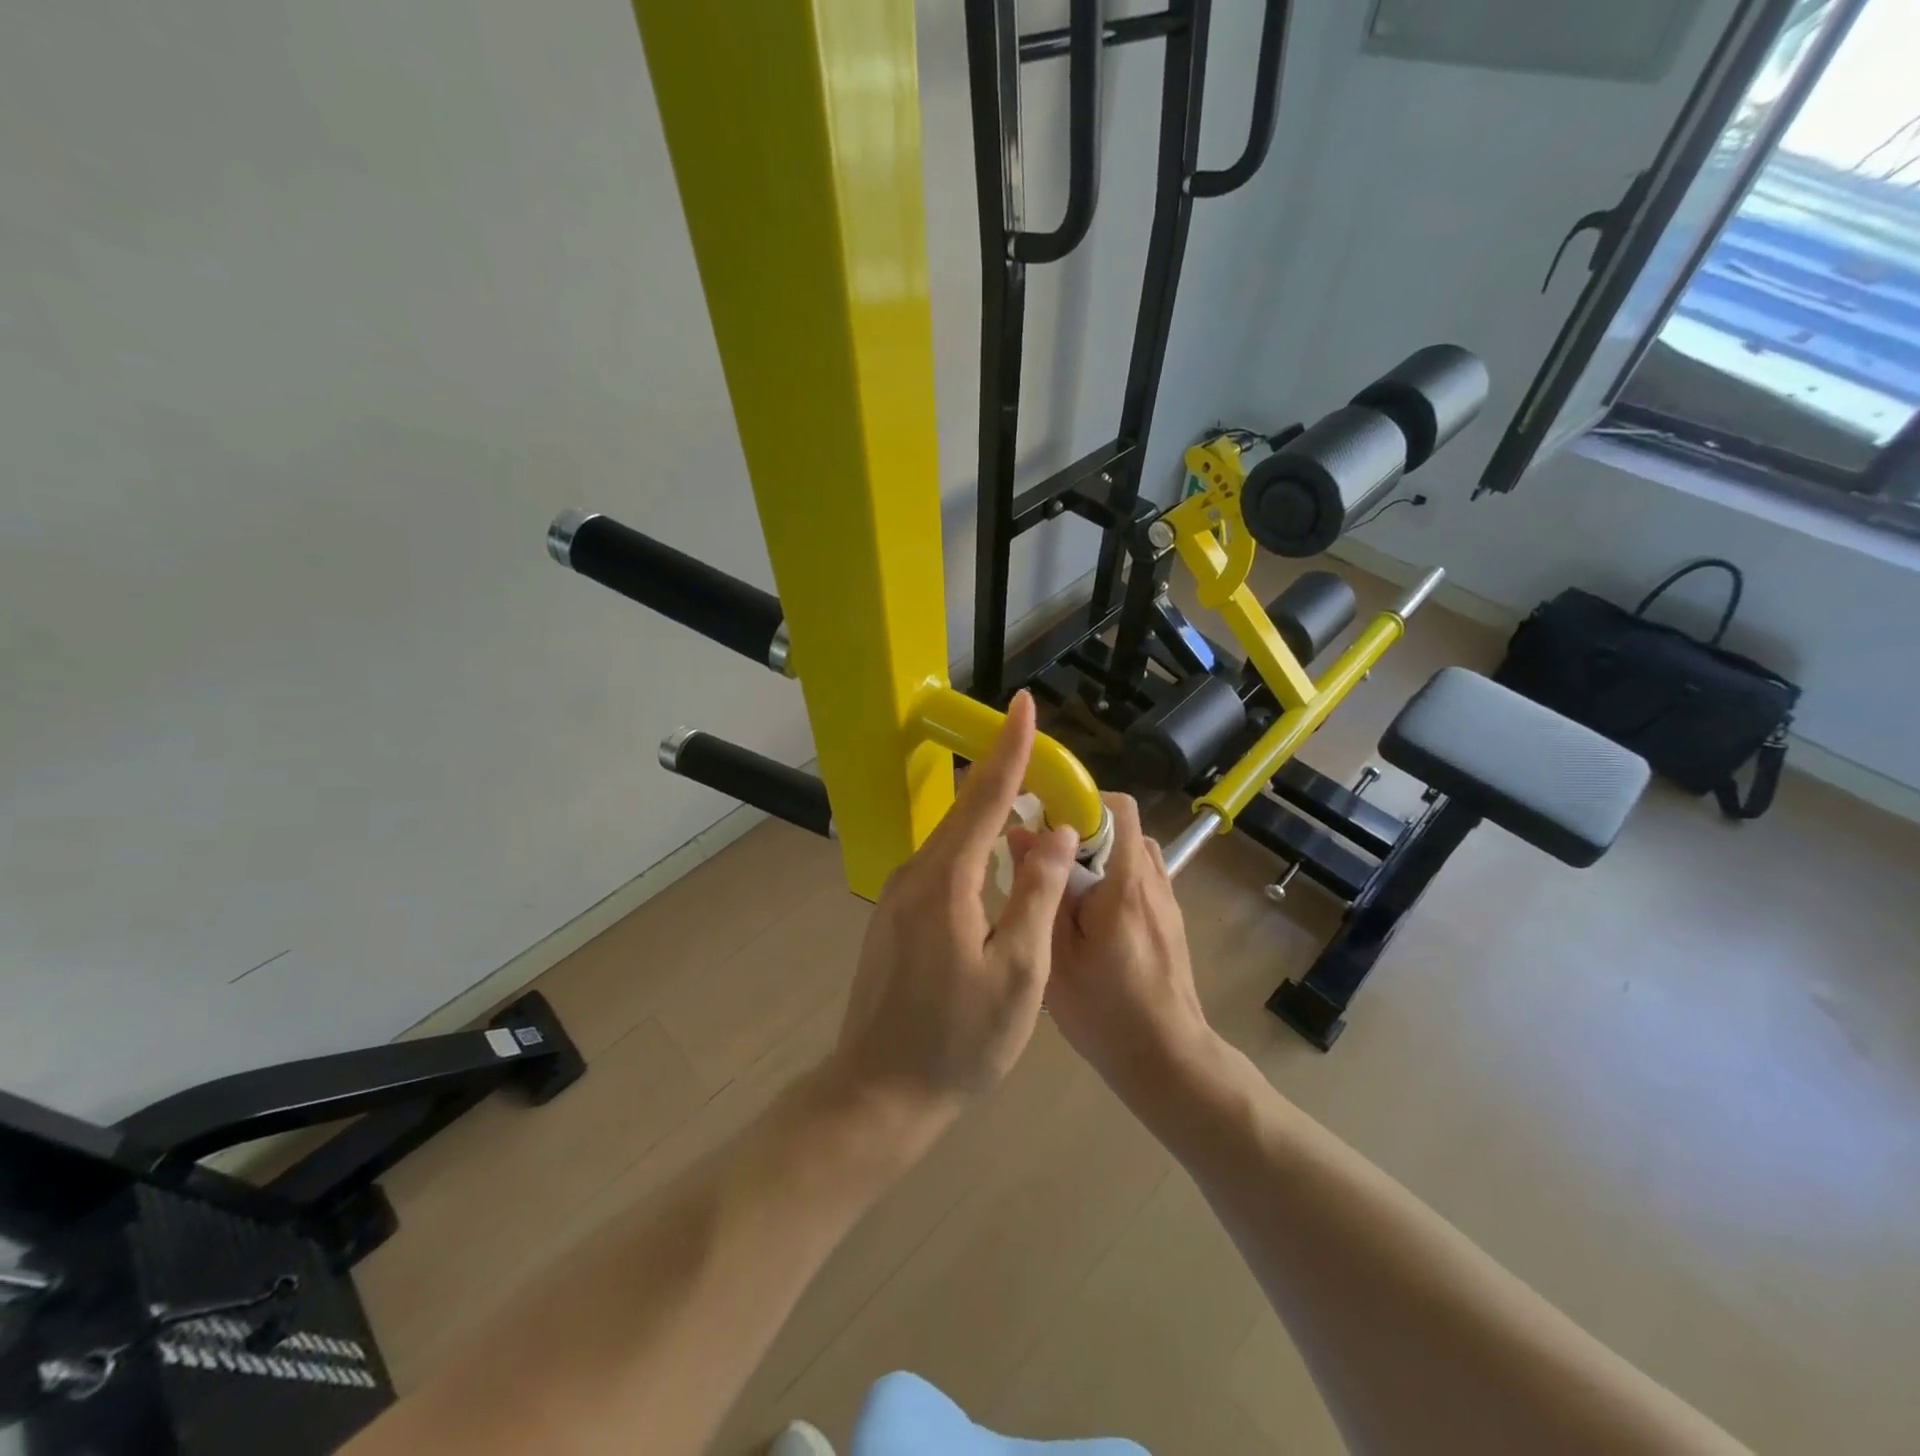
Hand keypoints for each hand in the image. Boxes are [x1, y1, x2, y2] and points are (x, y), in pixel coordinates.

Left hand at [828, 691, 1079, 1141]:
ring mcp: (898, 894)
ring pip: (951, 837)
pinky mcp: (894, 915)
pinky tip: (994, 859)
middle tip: (1041, 753)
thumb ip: (1038, 895)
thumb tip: (1055, 833)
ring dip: (988, 813)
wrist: (878, 1093)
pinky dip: (972, 846)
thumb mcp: (1019, 973)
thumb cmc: (958, 1041)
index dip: (1010, 749)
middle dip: (1002, 774)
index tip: (1023, 703)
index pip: (985, 797)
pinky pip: (941, 863)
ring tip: (1028, 802)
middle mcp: (916, 874)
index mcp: (947, 881)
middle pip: (964, 809)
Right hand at [1037, 794, 1214, 1097]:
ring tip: (1067, 886)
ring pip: (1134, 850)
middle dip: (1083, 830)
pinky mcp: (1170, 920)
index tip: (1043, 819)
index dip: (1080, 802)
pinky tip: (1090, 915)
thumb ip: (1041, 891)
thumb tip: (1020, 834)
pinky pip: (1143, 876)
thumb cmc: (1105, 1012)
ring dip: (1101, 854)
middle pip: (1123, 825)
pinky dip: (1116, 876)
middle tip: (1047, 858)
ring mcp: (1168, 901)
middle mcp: (1154, 881)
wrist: (1167, 1060)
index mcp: (1126, 884)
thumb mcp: (1056, 956)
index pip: (1116, 808)